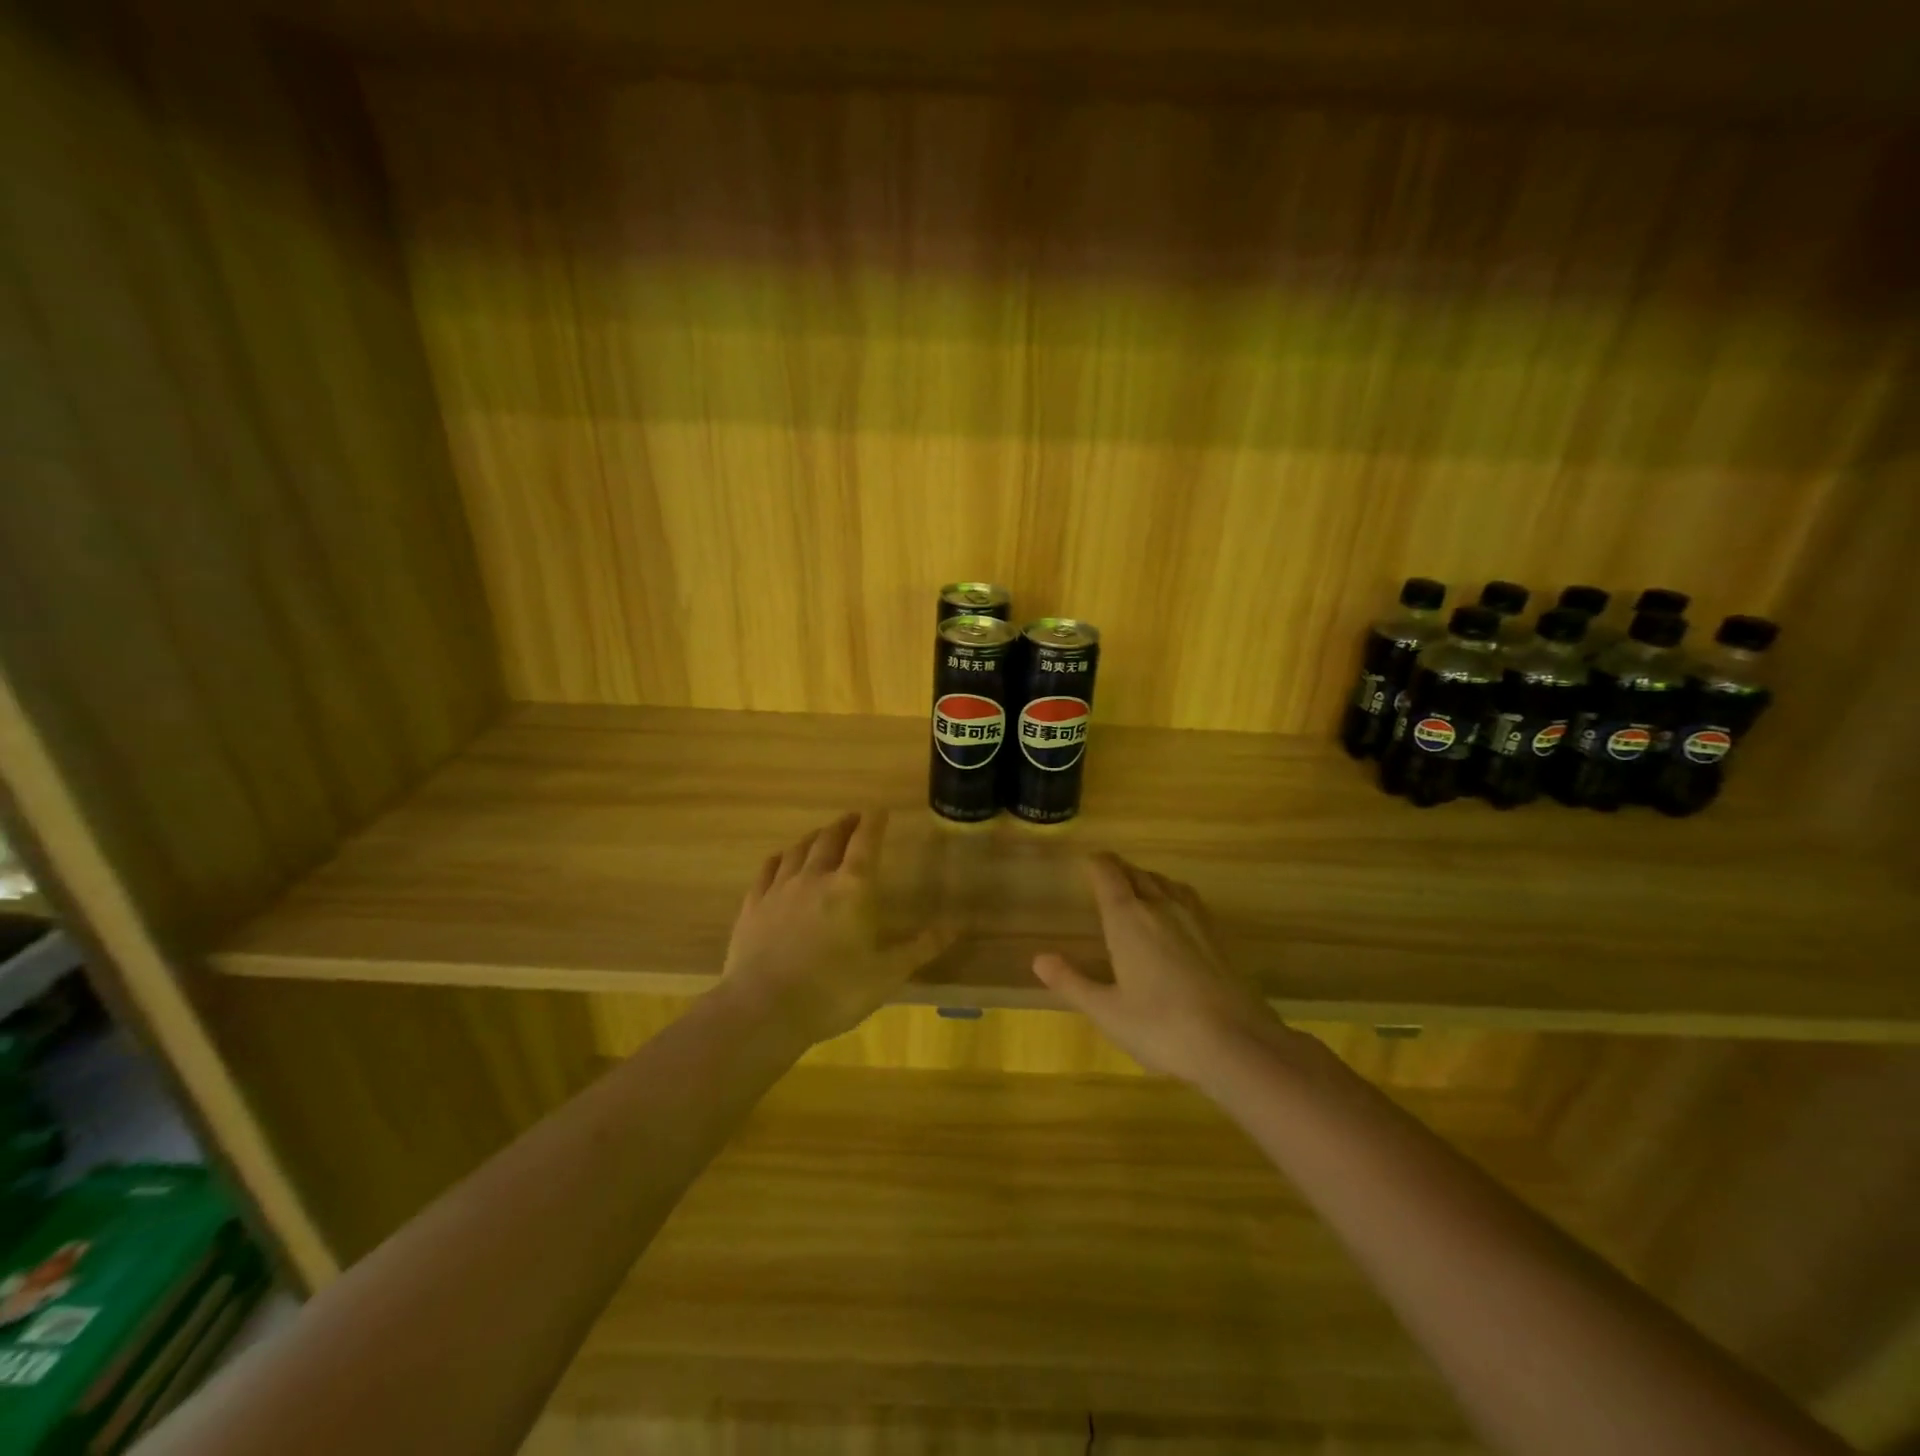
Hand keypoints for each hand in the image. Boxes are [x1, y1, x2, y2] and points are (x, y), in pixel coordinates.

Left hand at [719, 811, 943, 1046]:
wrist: (763, 1010)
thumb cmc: (834, 991)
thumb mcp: (887, 974)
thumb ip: (921, 947)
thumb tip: (955, 927)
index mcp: (852, 887)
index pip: (866, 842)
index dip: (875, 822)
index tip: (880, 810)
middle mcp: (816, 877)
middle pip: (831, 838)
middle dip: (845, 825)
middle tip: (854, 819)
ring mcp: (780, 888)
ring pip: (799, 849)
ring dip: (815, 837)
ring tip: (822, 834)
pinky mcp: (754, 905)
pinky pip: (769, 868)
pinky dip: (781, 857)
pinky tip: (782, 859)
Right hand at [1034, 853, 1287, 1084]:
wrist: (1236, 1043)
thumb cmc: (1161, 1026)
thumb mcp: (1107, 1011)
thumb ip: (1072, 982)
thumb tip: (1039, 959)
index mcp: (1128, 919)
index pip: (1109, 874)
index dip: (1097, 864)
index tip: (1087, 861)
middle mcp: (1160, 907)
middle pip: (1137, 873)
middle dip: (1119, 870)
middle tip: (1105, 874)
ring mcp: (1193, 918)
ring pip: (1165, 883)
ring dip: (1147, 879)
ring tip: (1137, 888)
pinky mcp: (1217, 935)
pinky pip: (1187, 898)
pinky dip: (1172, 893)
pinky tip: (1174, 913)